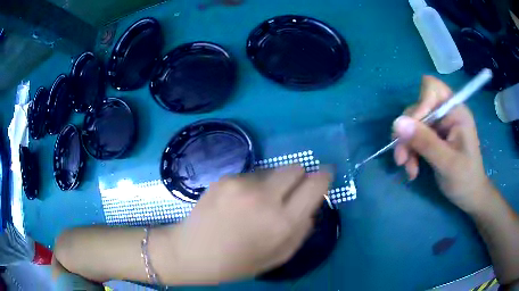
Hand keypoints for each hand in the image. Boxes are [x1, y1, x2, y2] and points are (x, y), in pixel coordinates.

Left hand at [160, 166, 330, 284]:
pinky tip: (236, 203)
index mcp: (282, 222)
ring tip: (255, 204)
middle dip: (298, 177)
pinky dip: (251, 186)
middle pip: (295, 167)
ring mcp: (242, 184)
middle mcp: (265, 197)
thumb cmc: (236, 263)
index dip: (324, 177)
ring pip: (272, 171)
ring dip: (272, 184)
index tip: (325, 175)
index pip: (316, 185)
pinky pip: (250, 175)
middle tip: (288, 194)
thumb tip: (311, 207)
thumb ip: (301, 231)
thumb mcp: (277, 257)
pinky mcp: (224, 178)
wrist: (191, 252)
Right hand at [392, 76, 490, 212]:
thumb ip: (425, 142)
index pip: (432, 89)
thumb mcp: (447, 163)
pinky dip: (410, 152)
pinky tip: (412, 169)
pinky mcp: (433, 136)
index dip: (419, 105)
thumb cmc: (465, 180)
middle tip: (402, 159)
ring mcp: (439, 125)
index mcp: (456, 111)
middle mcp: (446, 113)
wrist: (469, 196)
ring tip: (409, 168)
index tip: (411, 131)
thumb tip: (397, 122)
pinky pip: (414, 137)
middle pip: (418, 108)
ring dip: (407, 146)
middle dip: (408, 133)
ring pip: (412, 124)